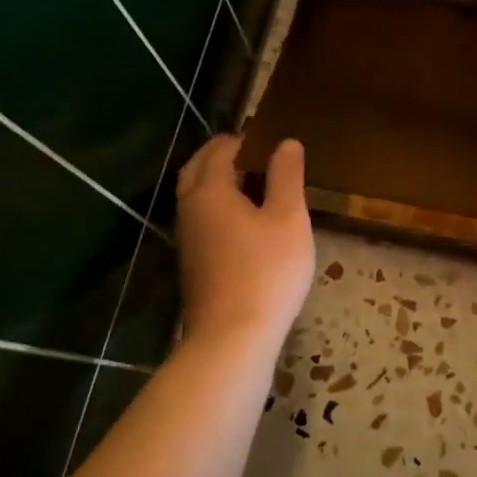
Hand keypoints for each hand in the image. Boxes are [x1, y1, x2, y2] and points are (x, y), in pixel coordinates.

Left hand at [174, 135, 313, 352]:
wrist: (232, 338)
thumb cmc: (266, 270)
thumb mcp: (288, 217)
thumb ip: (286, 175)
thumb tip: (286, 142)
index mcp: (209, 190)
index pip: (220, 149)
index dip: (245, 139)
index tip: (271, 140)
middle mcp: (190, 208)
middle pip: (198, 168)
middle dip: (223, 155)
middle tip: (256, 154)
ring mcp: (188, 238)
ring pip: (196, 195)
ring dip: (218, 181)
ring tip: (255, 184)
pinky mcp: (193, 263)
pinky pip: (201, 218)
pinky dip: (218, 206)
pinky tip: (245, 221)